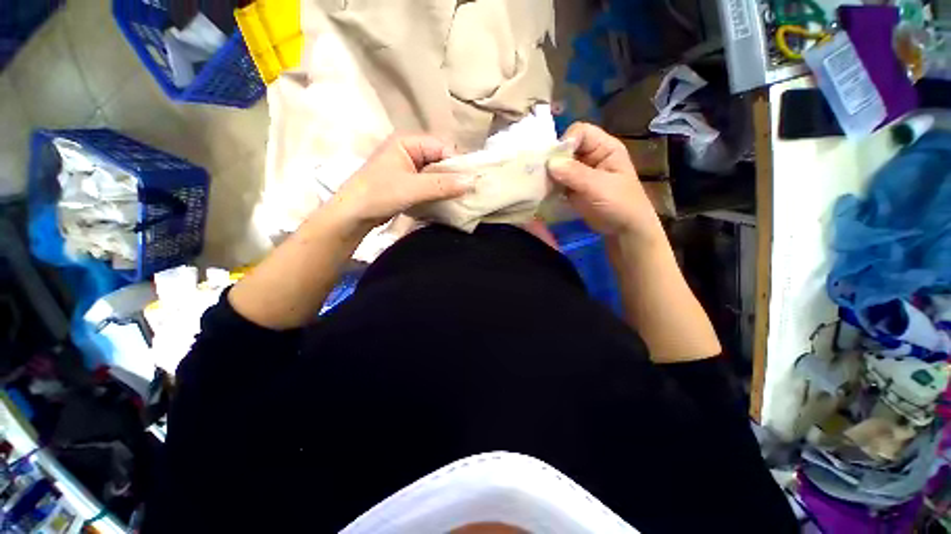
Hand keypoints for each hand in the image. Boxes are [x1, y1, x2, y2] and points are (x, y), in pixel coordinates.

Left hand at [327, 134, 474, 230]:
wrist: (353, 215)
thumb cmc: (378, 194)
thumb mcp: (412, 188)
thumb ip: (442, 184)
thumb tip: (472, 181)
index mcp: (408, 142)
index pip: (443, 147)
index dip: (457, 164)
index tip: (470, 182)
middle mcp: (410, 151)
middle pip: (441, 160)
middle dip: (454, 177)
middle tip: (467, 193)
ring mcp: (409, 168)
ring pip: (437, 174)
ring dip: (447, 187)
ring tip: (460, 199)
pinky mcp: (409, 184)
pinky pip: (430, 185)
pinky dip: (439, 193)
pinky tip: (446, 202)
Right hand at [547, 123, 661, 240]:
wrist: (623, 230)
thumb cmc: (620, 205)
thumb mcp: (599, 187)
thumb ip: (575, 174)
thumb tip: (549, 163)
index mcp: (604, 147)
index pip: (581, 132)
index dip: (566, 141)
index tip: (554, 160)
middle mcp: (591, 156)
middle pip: (566, 147)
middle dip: (553, 159)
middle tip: (540, 173)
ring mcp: (580, 173)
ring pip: (559, 165)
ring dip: (548, 173)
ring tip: (540, 184)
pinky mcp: (572, 187)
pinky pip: (557, 181)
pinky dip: (549, 185)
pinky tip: (543, 191)